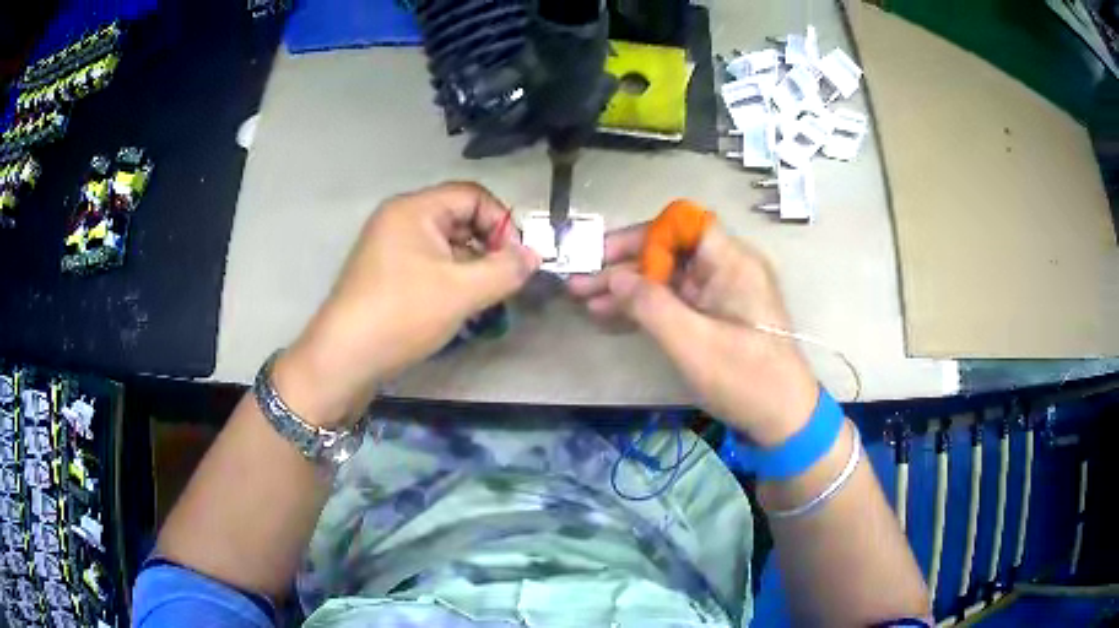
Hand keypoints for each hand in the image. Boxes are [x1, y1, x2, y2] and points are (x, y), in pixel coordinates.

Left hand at [275, 182, 539, 425]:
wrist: (344, 358)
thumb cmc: (402, 314)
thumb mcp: (462, 292)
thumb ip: (505, 270)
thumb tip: (534, 256)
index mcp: (414, 209)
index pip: (472, 195)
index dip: (502, 222)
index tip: (517, 258)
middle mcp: (399, 219)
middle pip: (459, 217)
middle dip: (488, 246)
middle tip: (505, 280)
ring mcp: (389, 247)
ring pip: (445, 244)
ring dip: (471, 265)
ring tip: (486, 297)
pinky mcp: (385, 273)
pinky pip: (428, 263)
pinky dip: (450, 278)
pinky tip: (460, 306)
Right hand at [568, 224, 818, 445]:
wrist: (783, 419)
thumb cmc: (746, 379)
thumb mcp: (694, 344)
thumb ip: (651, 306)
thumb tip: (613, 277)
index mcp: (731, 262)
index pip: (683, 224)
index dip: (643, 234)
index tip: (607, 255)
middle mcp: (726, 269)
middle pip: (669, 251)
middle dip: (623, 265)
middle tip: (580, 281)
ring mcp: (720, 294)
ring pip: (667, 277)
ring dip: (628, 288)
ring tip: (585, 300)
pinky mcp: (715, 317)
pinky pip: (675, 301)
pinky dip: (645, 307)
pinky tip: (611, 315)